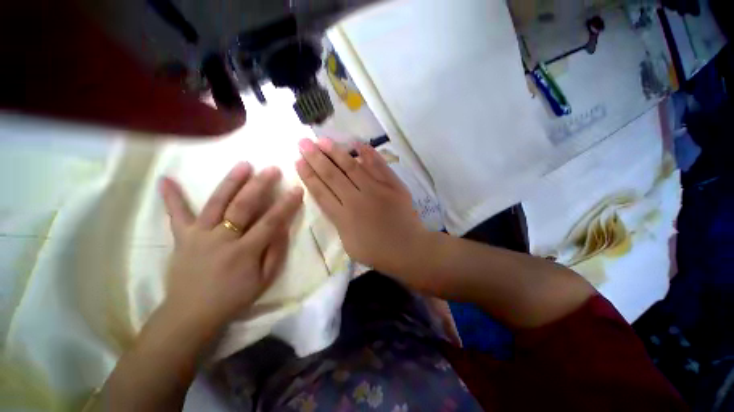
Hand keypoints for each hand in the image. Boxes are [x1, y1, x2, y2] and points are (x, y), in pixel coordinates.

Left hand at [160, 163, 303, 331]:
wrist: (191, 314)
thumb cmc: (233, 298)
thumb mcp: (265, 280)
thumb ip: (276, 252)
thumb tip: (283, 227)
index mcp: (244, 252)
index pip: (271, 222)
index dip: (286, 205)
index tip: (297, 189)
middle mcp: (221, 239)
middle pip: (243, 206)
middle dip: (260, 185)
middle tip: (271, 169)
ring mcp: (198, 236)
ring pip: (216, 203)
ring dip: (231, 182)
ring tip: (243, 165)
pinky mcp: (182, 237)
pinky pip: (176, 215)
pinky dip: (171, 197)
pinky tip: (166, 179)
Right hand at [295, 138, 427, 272]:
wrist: (408, 249)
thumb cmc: (377, 252)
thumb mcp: (349, 244)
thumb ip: (339, 221)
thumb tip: (335, 201)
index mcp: (344, 218)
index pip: (321, 191)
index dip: (308, 175)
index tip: (298, 160)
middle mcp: (357, 200)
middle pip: (332, 175)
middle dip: (316, 158)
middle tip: (304, 142)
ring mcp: (377, 190)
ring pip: (352, 167)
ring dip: (336, 152)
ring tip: (323, 140)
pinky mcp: (393, 185)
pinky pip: (379, 166)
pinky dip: (369, 154)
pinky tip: (358, 144)